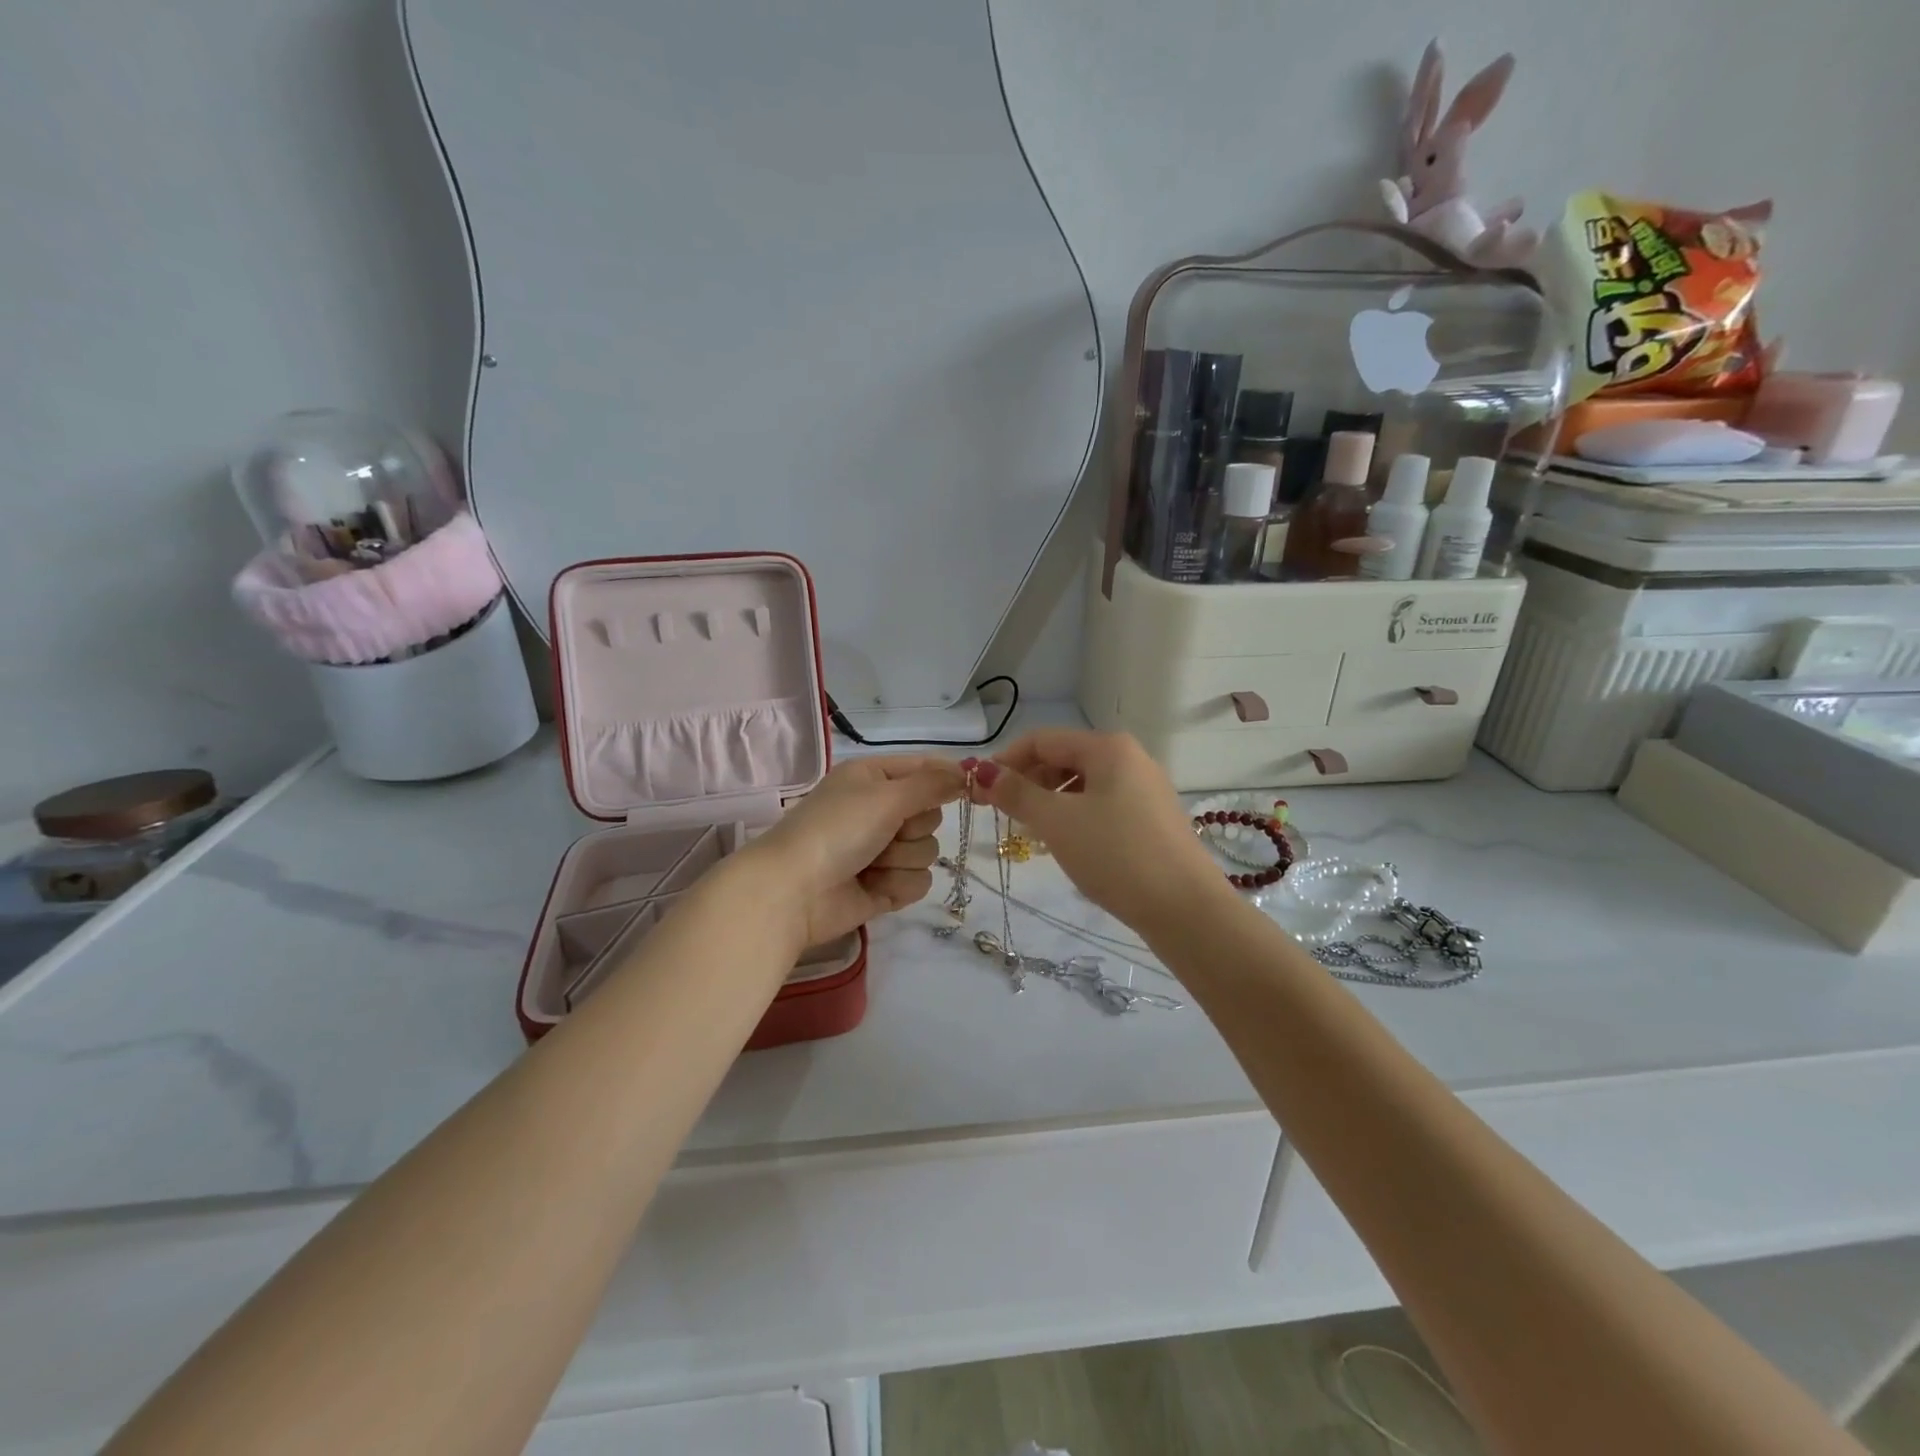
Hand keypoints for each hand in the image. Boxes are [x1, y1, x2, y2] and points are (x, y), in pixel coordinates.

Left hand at [742, 755, 963, 949]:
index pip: (924, 769)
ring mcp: (881, 851)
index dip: (946, 779)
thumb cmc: (836, 830)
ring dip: (902, 860)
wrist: (793, 892)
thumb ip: (931, 784)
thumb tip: (967, 773)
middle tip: (888, 831)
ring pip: (927, 852)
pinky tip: (872, 886)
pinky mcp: (883, 886)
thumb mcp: (885, 796)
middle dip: (914, 828)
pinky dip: (897, 884)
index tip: (968, 789)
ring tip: (870, 863)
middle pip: (931, 816)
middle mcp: (879, 810)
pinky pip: (918, 882)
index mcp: (874, 778)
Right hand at [965, 731, 1224, 936]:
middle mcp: (1130, 758)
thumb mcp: (1057, 822)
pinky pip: (1103, 804)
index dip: (1006, 761)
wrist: (1185, 909)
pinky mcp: (1152, 818)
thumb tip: (982, 771)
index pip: (1042, 740)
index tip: (980, 791)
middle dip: (1028, 782)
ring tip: (1033, 833)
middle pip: (1064, 758)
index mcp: (1108, 747)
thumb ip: (1016, 793)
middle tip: (1003, 815)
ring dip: (1050, 801)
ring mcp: (1146, 789)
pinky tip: (1068, 844)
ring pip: (1083, 784)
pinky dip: (1076, 816)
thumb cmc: (1115, 855)